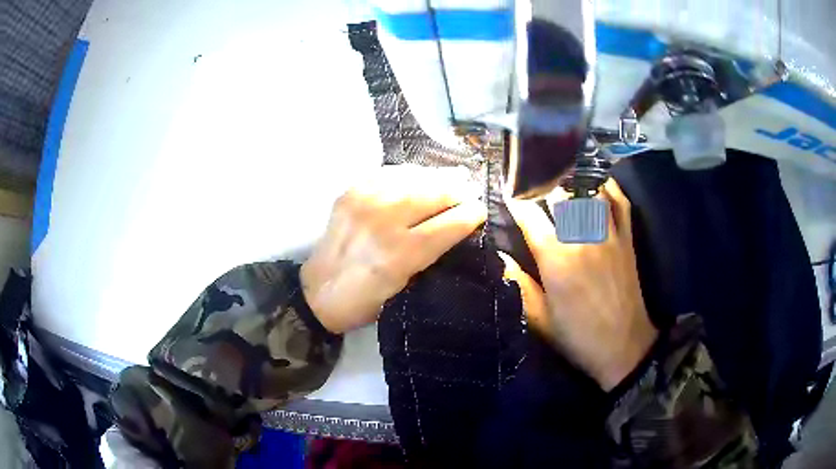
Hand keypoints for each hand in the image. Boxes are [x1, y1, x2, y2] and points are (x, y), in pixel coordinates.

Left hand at [301, 165, 486, 333]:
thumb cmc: (365, 302)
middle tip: (469, 191)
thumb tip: (457, 227)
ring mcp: (363, 202)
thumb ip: (430, 256)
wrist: (317, 292)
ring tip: (451, 179)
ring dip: (436, 177)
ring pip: (412, 178)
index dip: (470, 214)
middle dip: (457, 190)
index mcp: (398, 256)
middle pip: (432, 193)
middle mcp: (381, 222)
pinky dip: (409, 174)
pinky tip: (418, 178)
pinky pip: (388, 173)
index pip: (447, 224)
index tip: (481, 210)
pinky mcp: (350, 192)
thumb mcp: (404, 290)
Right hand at [503, 179, 656, 390]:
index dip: (515, 198)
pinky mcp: (627, 238)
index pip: (530, 214)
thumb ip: (517, 283)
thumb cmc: (577, 336)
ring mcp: (609, 234)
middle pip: (560, 193)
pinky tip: (597, 183)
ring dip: (573, 181)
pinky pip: (620, 202)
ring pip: (590, 191)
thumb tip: (497, 255)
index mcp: (557, 257)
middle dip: (542, 184)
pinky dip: (609, 187)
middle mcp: (583, 236)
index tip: (505, 187)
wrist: (623, 347)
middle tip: (530, 181)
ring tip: (560, 176)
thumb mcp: (540, 318)